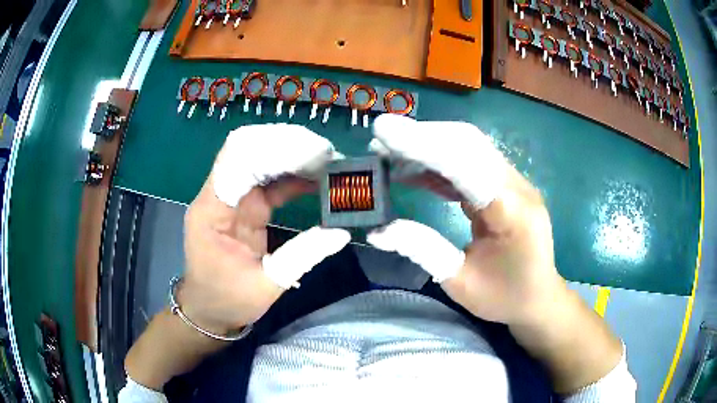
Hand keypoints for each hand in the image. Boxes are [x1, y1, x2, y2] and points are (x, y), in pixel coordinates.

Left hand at [181, 124, 350, 334]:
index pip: (237, 159)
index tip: (315, 153)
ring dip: (293, 156)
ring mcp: (233, 198)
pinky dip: (293, 175)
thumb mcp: (265, 285)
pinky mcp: (246, 206)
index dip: (275, 149)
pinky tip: (317, 178)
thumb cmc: (227, 299)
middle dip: (288, 146)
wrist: (209, 308)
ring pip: (260, 159)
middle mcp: (219, 195)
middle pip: (249, 150)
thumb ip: (302, 256)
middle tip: (327, 154)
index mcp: (212, 211)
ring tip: (328, 162)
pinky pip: (269, 180)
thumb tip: (341, 232)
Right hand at [368, 114, 566, 325]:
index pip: (464, 164)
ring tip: (389, 154)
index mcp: (512, 212)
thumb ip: (422, 249)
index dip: (422, 145)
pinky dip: (439, 161)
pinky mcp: (506, 185)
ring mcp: (514, 182)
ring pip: (469, 146)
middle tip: (380, 141)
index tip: (383, 132)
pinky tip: (413, 170)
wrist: (539, 298)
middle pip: (468, 143)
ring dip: (428, 145)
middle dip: (421, 136)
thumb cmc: (504, 297)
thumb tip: (377, 231)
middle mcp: (517, 186)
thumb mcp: (460, 283)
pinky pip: (470, 162)